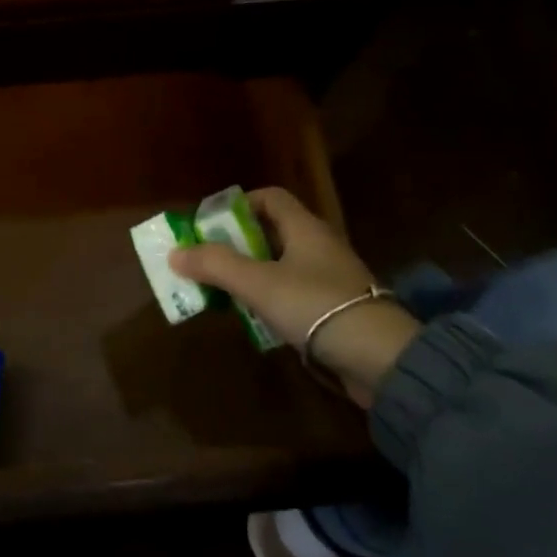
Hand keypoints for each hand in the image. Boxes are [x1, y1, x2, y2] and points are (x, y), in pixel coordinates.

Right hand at [170, 187, 419, 404]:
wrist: (380, 359)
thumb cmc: (316, 306)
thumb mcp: (258, 283)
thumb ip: (217, 266)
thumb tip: (175, 253)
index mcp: (304, 228)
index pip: (269, 197)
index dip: (238, 205)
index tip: (211, 225)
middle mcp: (319, 245)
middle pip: (272, 232)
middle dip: (238, 244)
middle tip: (209, 261)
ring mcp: (330, 278)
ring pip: (282, 265)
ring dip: (252, 274)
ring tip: (224, 291)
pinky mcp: (336, 309)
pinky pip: (295, 293)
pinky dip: (272, 299)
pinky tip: (256, 318)